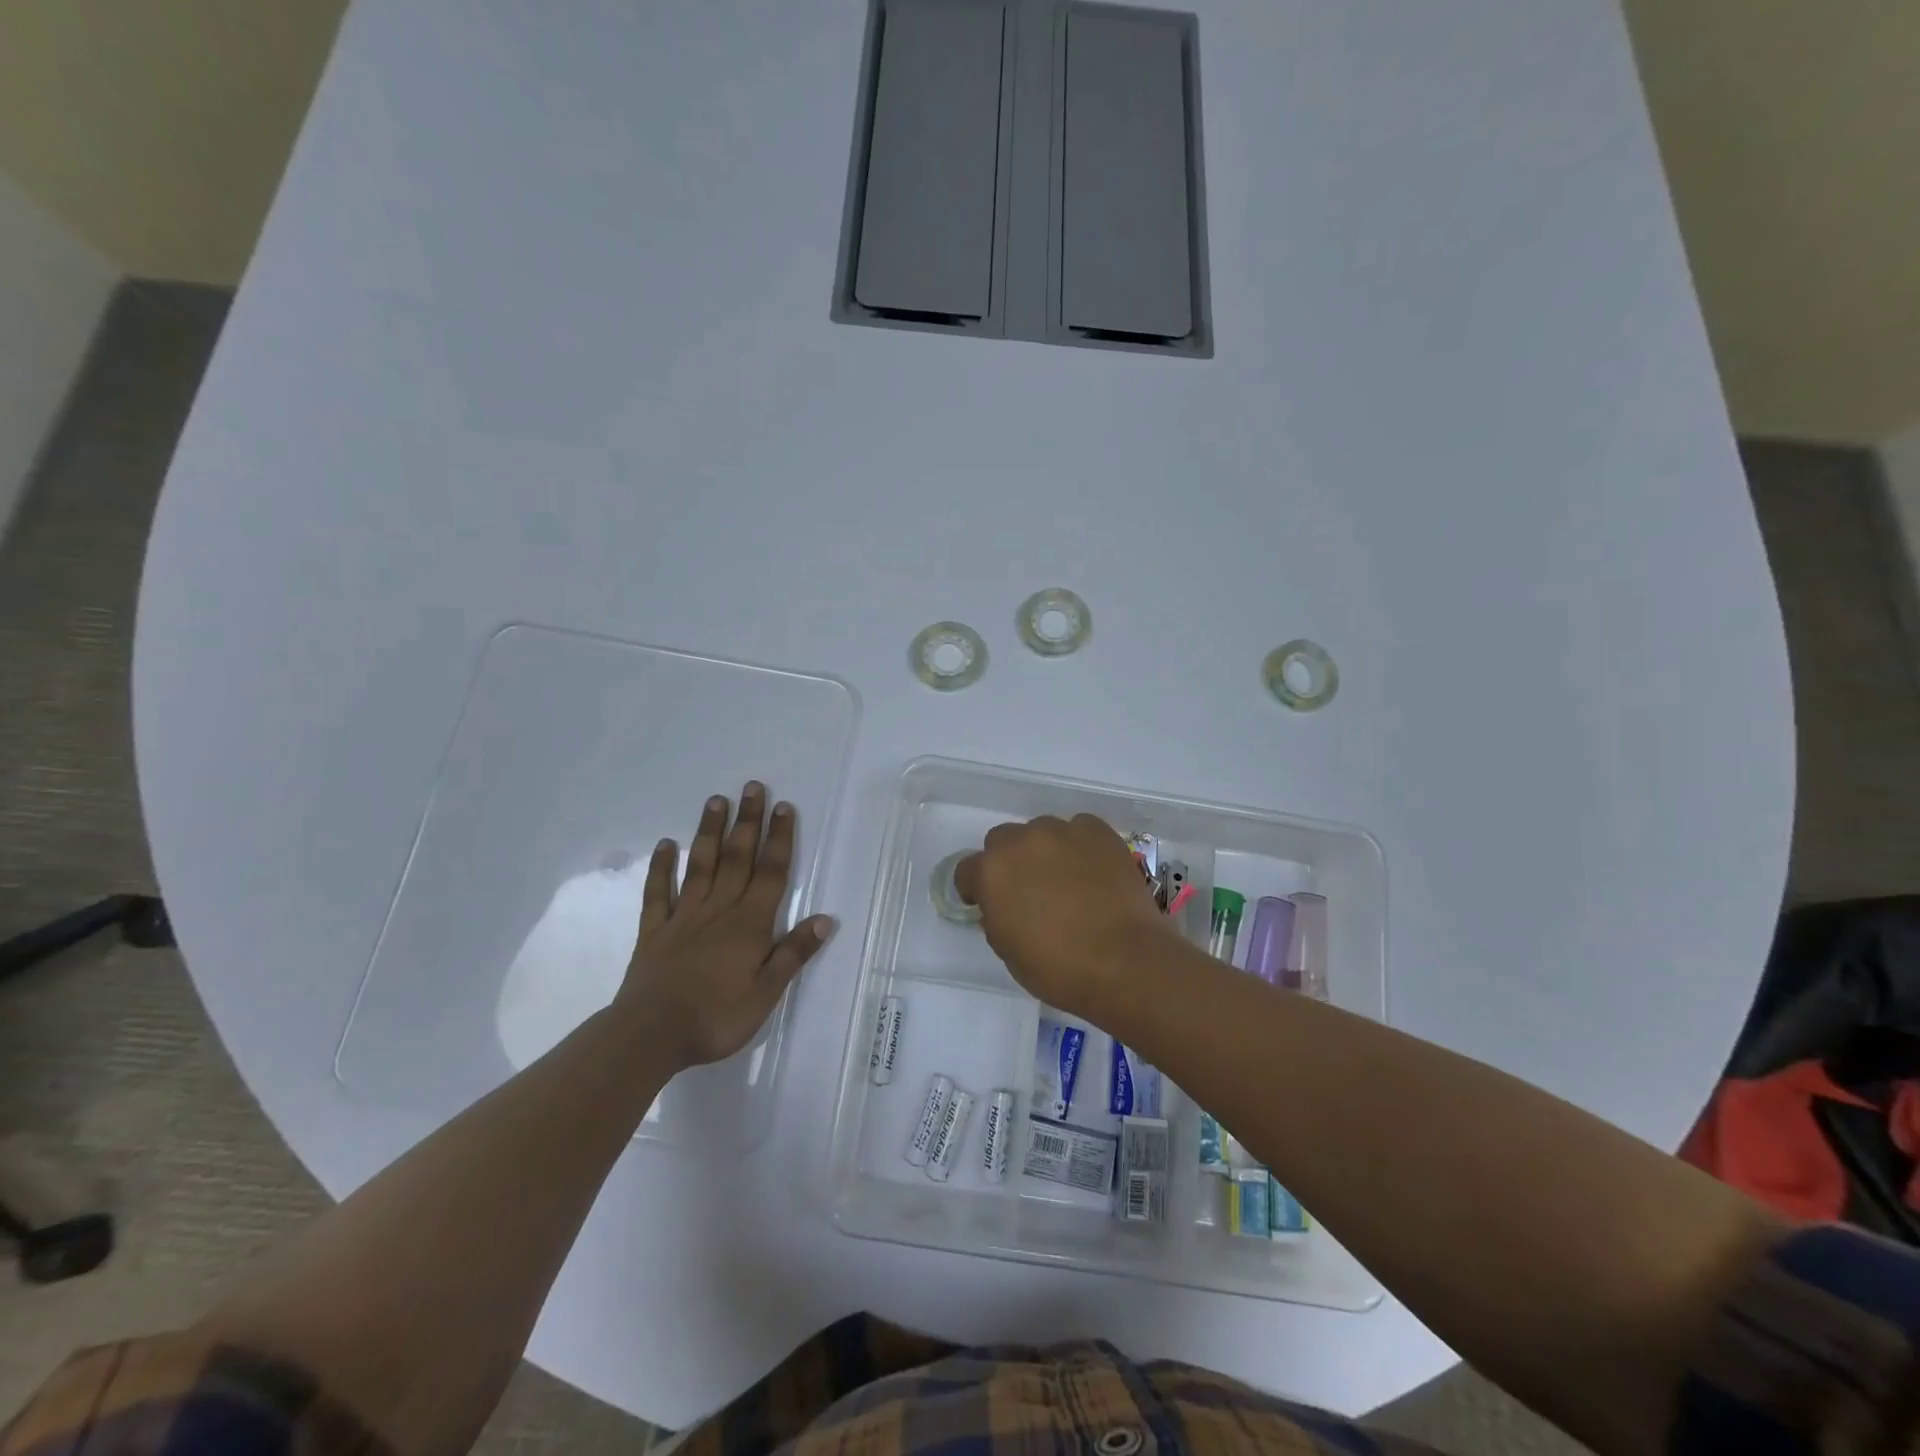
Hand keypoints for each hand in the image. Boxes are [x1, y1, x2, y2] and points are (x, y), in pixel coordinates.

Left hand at [615, 782, 835, 1067]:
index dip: (779, 839)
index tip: (784, 807)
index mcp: (749, 924)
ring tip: (716, 800)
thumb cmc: (716, 1017)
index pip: (770, 873)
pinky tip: (665, 844)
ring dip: (709, 831)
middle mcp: (719, 910)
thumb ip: (793, 953)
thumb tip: (825, 918)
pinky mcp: (654, 931)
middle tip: (752, 787)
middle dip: (748, 822)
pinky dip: (661, 867)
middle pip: (737, 858)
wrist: (650, 1035)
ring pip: (700, 866)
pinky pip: (658, 893)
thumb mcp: (766, 993)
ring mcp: (683, 917)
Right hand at [954, 814, 1181, 1017]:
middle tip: (1030, 890)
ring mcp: (1062, 831)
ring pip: (1041, 831)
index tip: (988, 905)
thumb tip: (1003, 905)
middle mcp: (1021, 841)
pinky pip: (1079, 829)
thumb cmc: (1058, 968)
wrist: (1125, 962)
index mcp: (991, 872)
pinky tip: (1093, 871)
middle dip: (1010, 862)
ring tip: (1067, 880)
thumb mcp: (1008, 951)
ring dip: (1045, 851)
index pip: (967, 870)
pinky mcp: (1097, 831)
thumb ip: (996, 917)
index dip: (975, 889)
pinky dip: (1080, 846)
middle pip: (1003, 841)